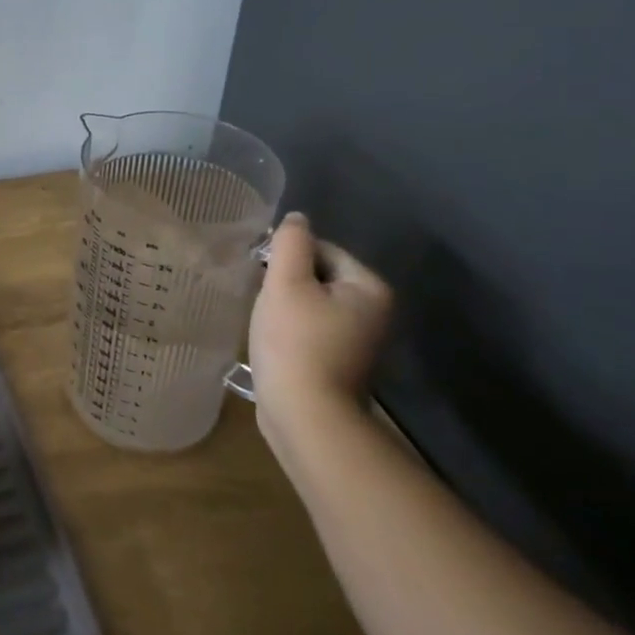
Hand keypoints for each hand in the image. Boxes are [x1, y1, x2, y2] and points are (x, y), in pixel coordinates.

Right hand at [249, 211, 392, 420]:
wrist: (306, 416)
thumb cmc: (295, 343)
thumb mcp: (286, 283)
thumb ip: (290, 243)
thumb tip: (297, 218)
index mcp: (369, 288)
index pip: (323, 249)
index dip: (286, 257)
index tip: (261, 275)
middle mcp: (374, 311)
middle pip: (319, 276)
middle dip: (286, 282)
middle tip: (260, 297)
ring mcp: (360, 340)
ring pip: (313, 304)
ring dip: (286, 306)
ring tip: (264, 320)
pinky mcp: (341, 362)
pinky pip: (312, 329)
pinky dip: (291, 329)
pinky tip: (272, 341)